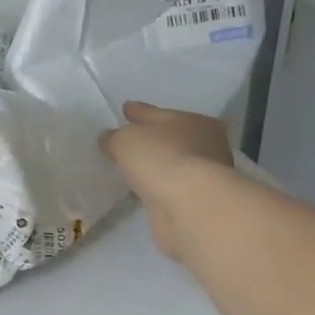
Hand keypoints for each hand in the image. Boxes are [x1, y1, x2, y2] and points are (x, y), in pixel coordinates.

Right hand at [101, 102, 234, 262]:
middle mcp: (205, 145)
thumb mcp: (126, 140)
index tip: (125, 108)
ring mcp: (203, 175)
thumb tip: (110, 139)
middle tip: (127, 140)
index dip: (138, 111)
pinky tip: (143, 188)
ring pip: (171, 162)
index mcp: (192, 121)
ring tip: (131, 166)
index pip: (157, 112)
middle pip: (170, 136)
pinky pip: (169, 186)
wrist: (189, 206)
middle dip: (151, 137)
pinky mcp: (196, 201)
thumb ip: (115, 137)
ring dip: (155, 164)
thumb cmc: (161, 158)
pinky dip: (158, 186)